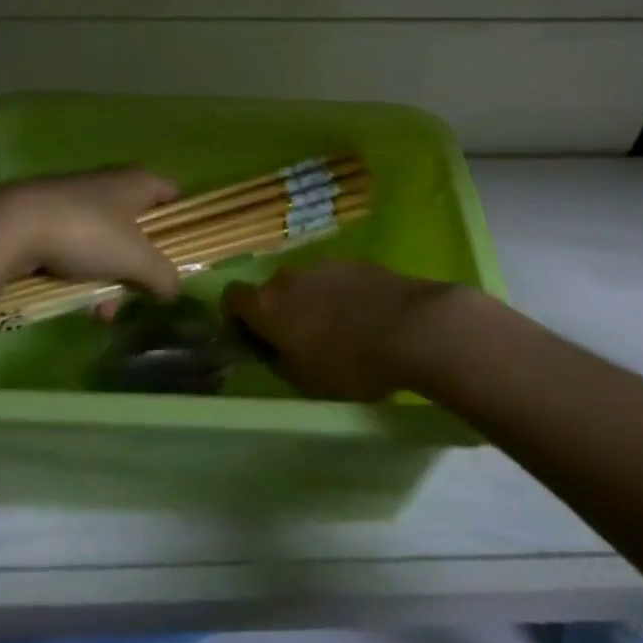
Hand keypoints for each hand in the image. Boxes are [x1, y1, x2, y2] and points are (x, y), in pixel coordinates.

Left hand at [0, 168, 181, 300]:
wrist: (12, 227)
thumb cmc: (86, 233)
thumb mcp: (135, 258)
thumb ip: (162, 274)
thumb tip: (174, 288)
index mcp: (136, 183)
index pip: (172, 193)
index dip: (182, 219)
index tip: (185, 251)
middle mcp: (109, 186)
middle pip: (139, 227)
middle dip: (140, 267)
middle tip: (140, 293)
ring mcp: (77, 202)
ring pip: (107, 245)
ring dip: (110, 280)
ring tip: (101, 313)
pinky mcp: (49, 220)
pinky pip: (78, 250)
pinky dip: (82, 276)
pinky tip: (77, 305)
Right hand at [222, 259, 462, 402]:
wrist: (411, 328)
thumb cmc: (351, 364)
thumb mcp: (306, 381)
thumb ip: (279, 361)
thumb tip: (272, 350)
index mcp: (268, 306)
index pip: (231, 298)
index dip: (236, 318)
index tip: (251, 339)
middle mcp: (288, 277)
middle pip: (270, 290)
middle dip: (278, 312)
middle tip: (298, 342)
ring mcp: (323, 265)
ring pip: (304, 284)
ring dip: (310, 303)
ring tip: (337, 331)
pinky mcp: (354, 262)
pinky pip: (334, 279)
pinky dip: (339, 295)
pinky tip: (363, 318)